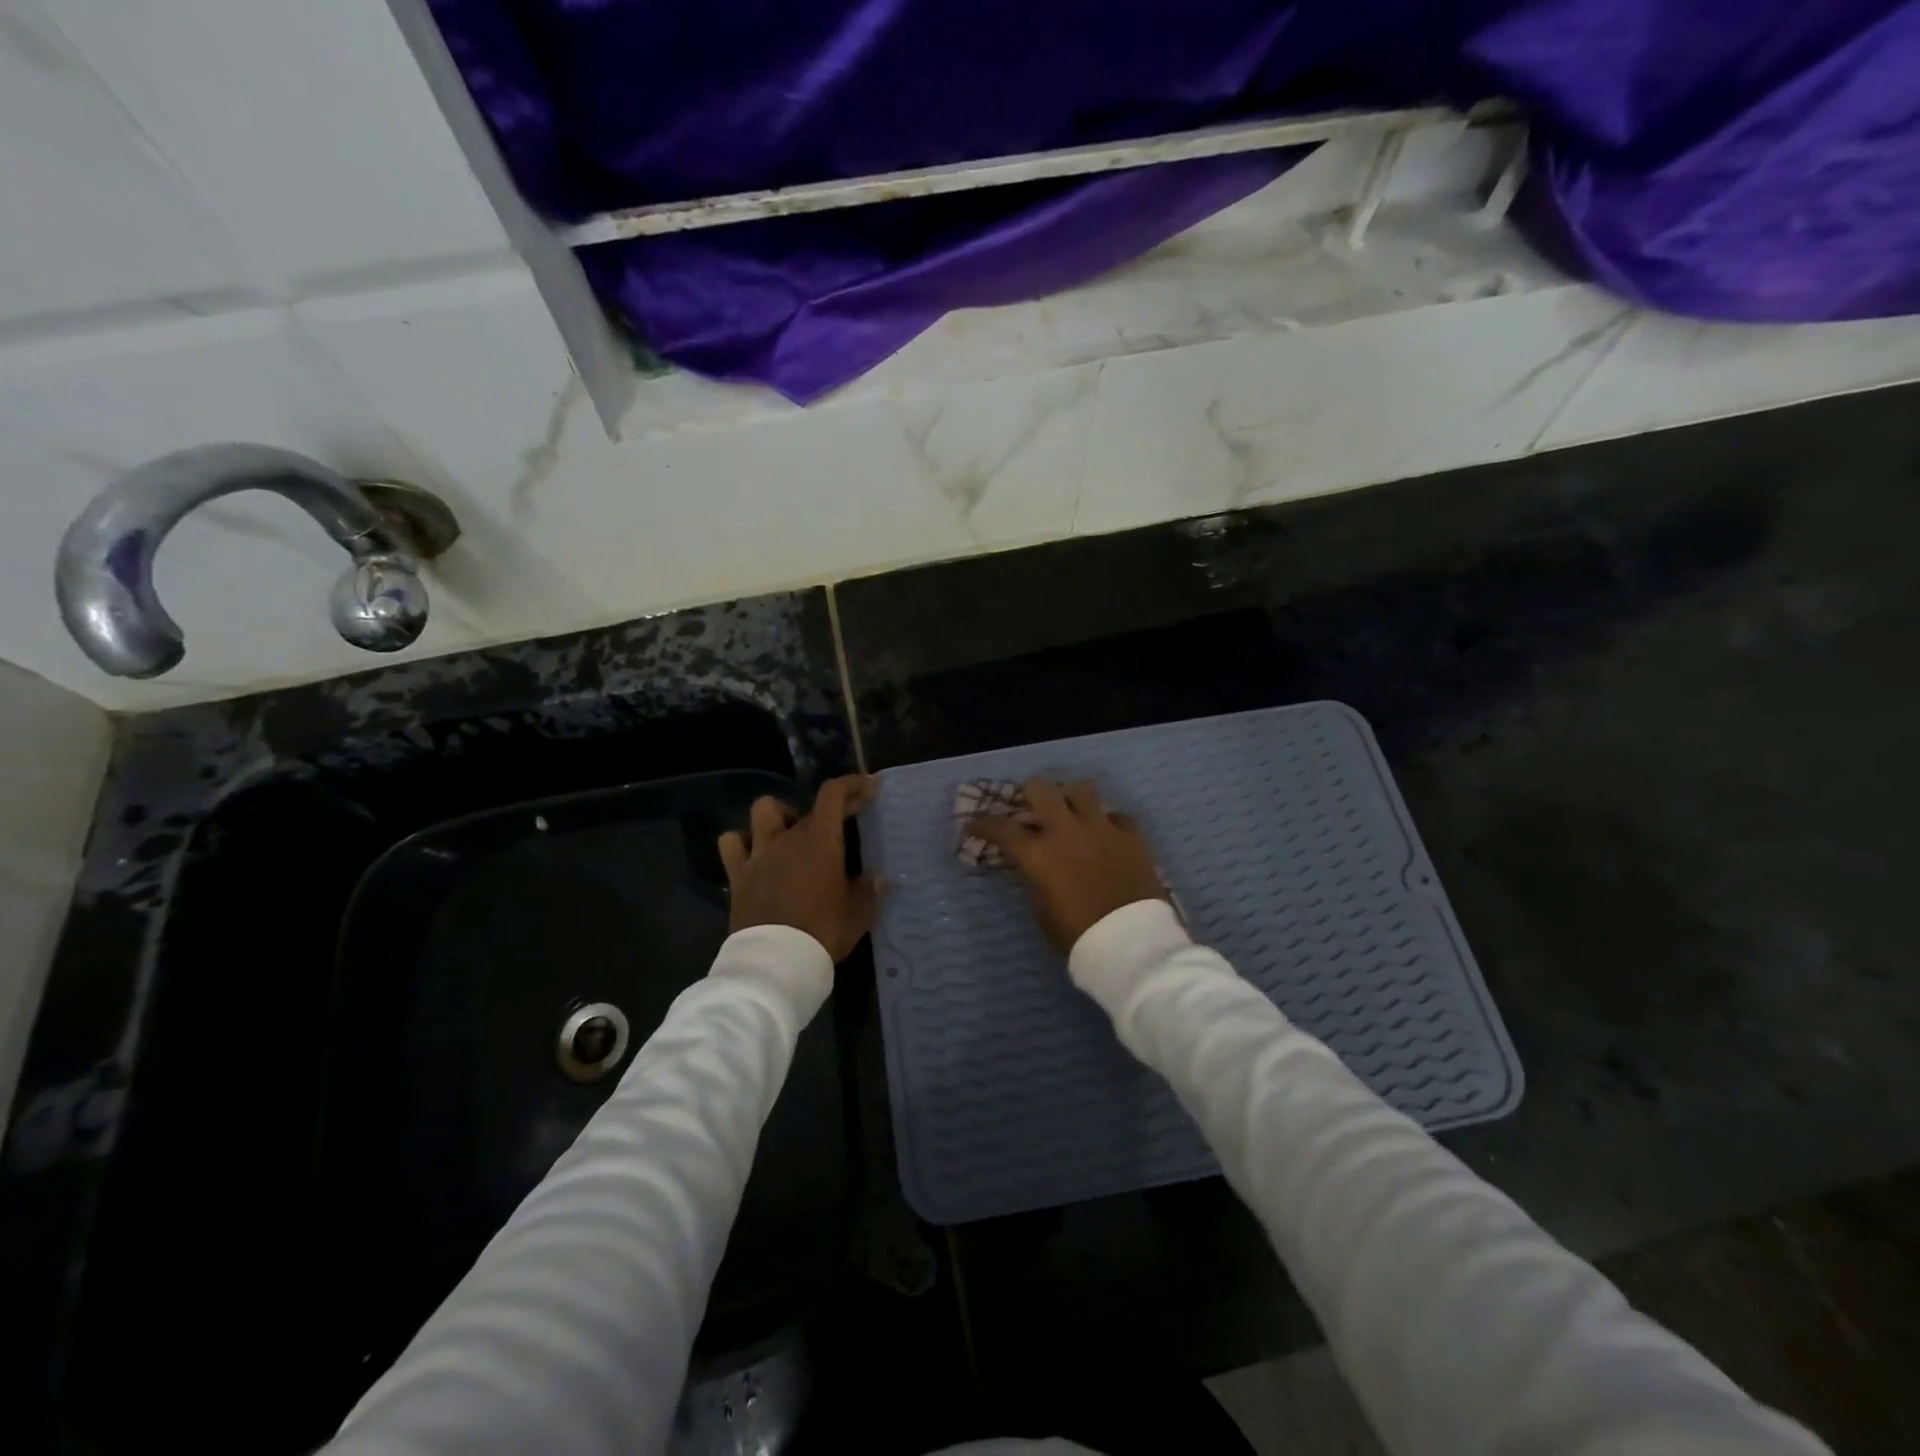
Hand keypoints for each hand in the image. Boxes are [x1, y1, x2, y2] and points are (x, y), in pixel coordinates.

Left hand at [719, 774, 879, 961]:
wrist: (776, 961)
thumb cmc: (823, 932)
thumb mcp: (858, 914)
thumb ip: (869, 891)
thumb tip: (881, 879)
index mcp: (820, 840)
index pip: (834, 794)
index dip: (852, 784)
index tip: (869, 788)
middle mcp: (788, 837)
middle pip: (808, 808)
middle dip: (829, 811)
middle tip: (842, 825)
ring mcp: (759, 854)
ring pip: (763, 810)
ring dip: (779, 815)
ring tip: (791, 832)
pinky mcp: (738, 875)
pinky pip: (732, 843)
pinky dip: (742, 841)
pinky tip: (754, 853)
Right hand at [967, 778, 1166, 952]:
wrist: (1132, 943)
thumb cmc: (1079, 936)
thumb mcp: (1043, 911)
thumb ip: (1035, 880)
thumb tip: (1036, 866)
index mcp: (1039, 853)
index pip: (1001, 827)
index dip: (983, 824)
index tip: (974, 826)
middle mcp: (1068, 830)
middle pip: (1041, 789)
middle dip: (1030, 794)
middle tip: (1031, 808)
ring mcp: (1102, 828)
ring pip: (1082, 790)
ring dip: (1070, 800)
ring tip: (1071, 814)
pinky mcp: (1132, 835)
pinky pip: (1116, 815)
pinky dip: (1107, 822)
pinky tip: (1105, 835)